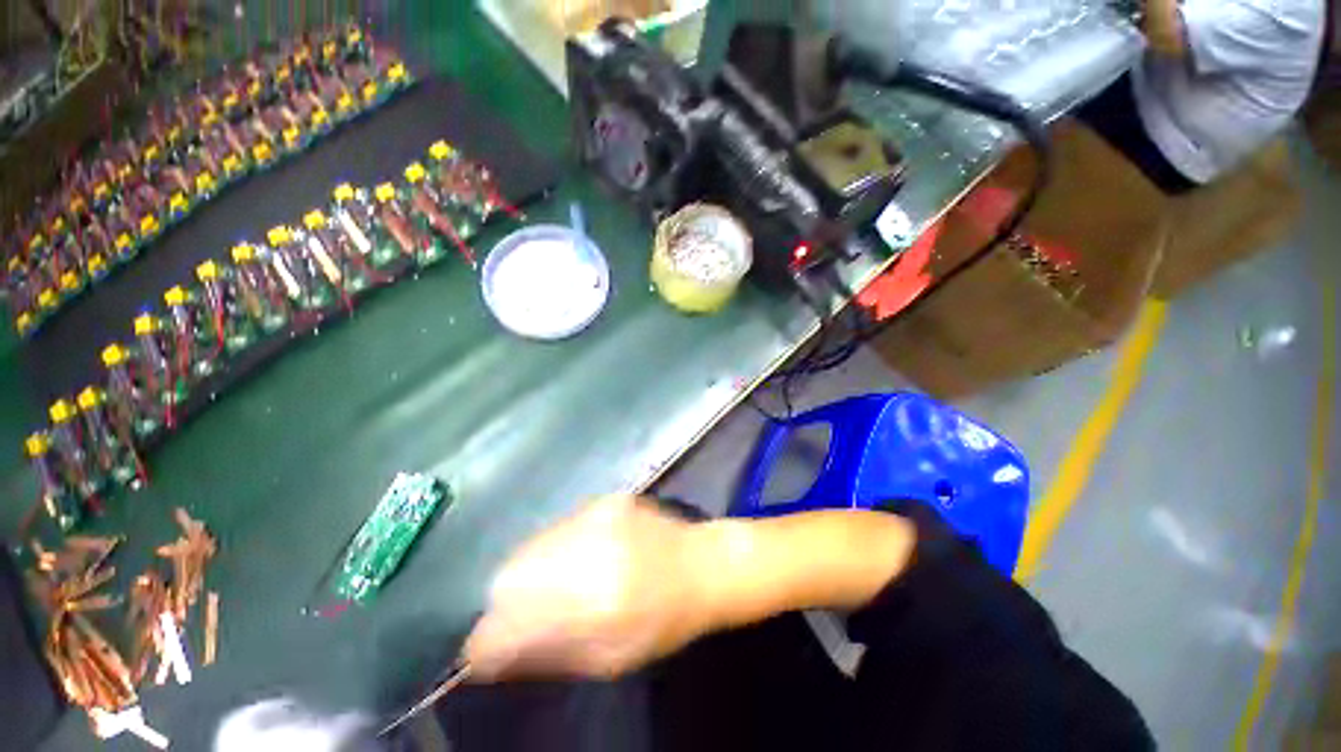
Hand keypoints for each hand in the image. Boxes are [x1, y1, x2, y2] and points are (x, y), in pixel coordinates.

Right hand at [463, 495, 715, 680]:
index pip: (509, 621)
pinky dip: (555, 546)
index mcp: (595, 601)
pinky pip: (559, 526)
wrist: (702, 563)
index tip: (483, 651)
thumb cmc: (662, 621)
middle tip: (523, 614)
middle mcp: (590, 549)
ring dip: (529, 570)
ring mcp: (598, 516)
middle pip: (511, 574)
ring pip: (532, 545)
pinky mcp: (606, 499)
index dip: (486, 640)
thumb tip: (490, 655)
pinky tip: (579, 555)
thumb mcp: (608, 660)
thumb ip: (547, 654)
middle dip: (505, 601)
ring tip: (553, 584)